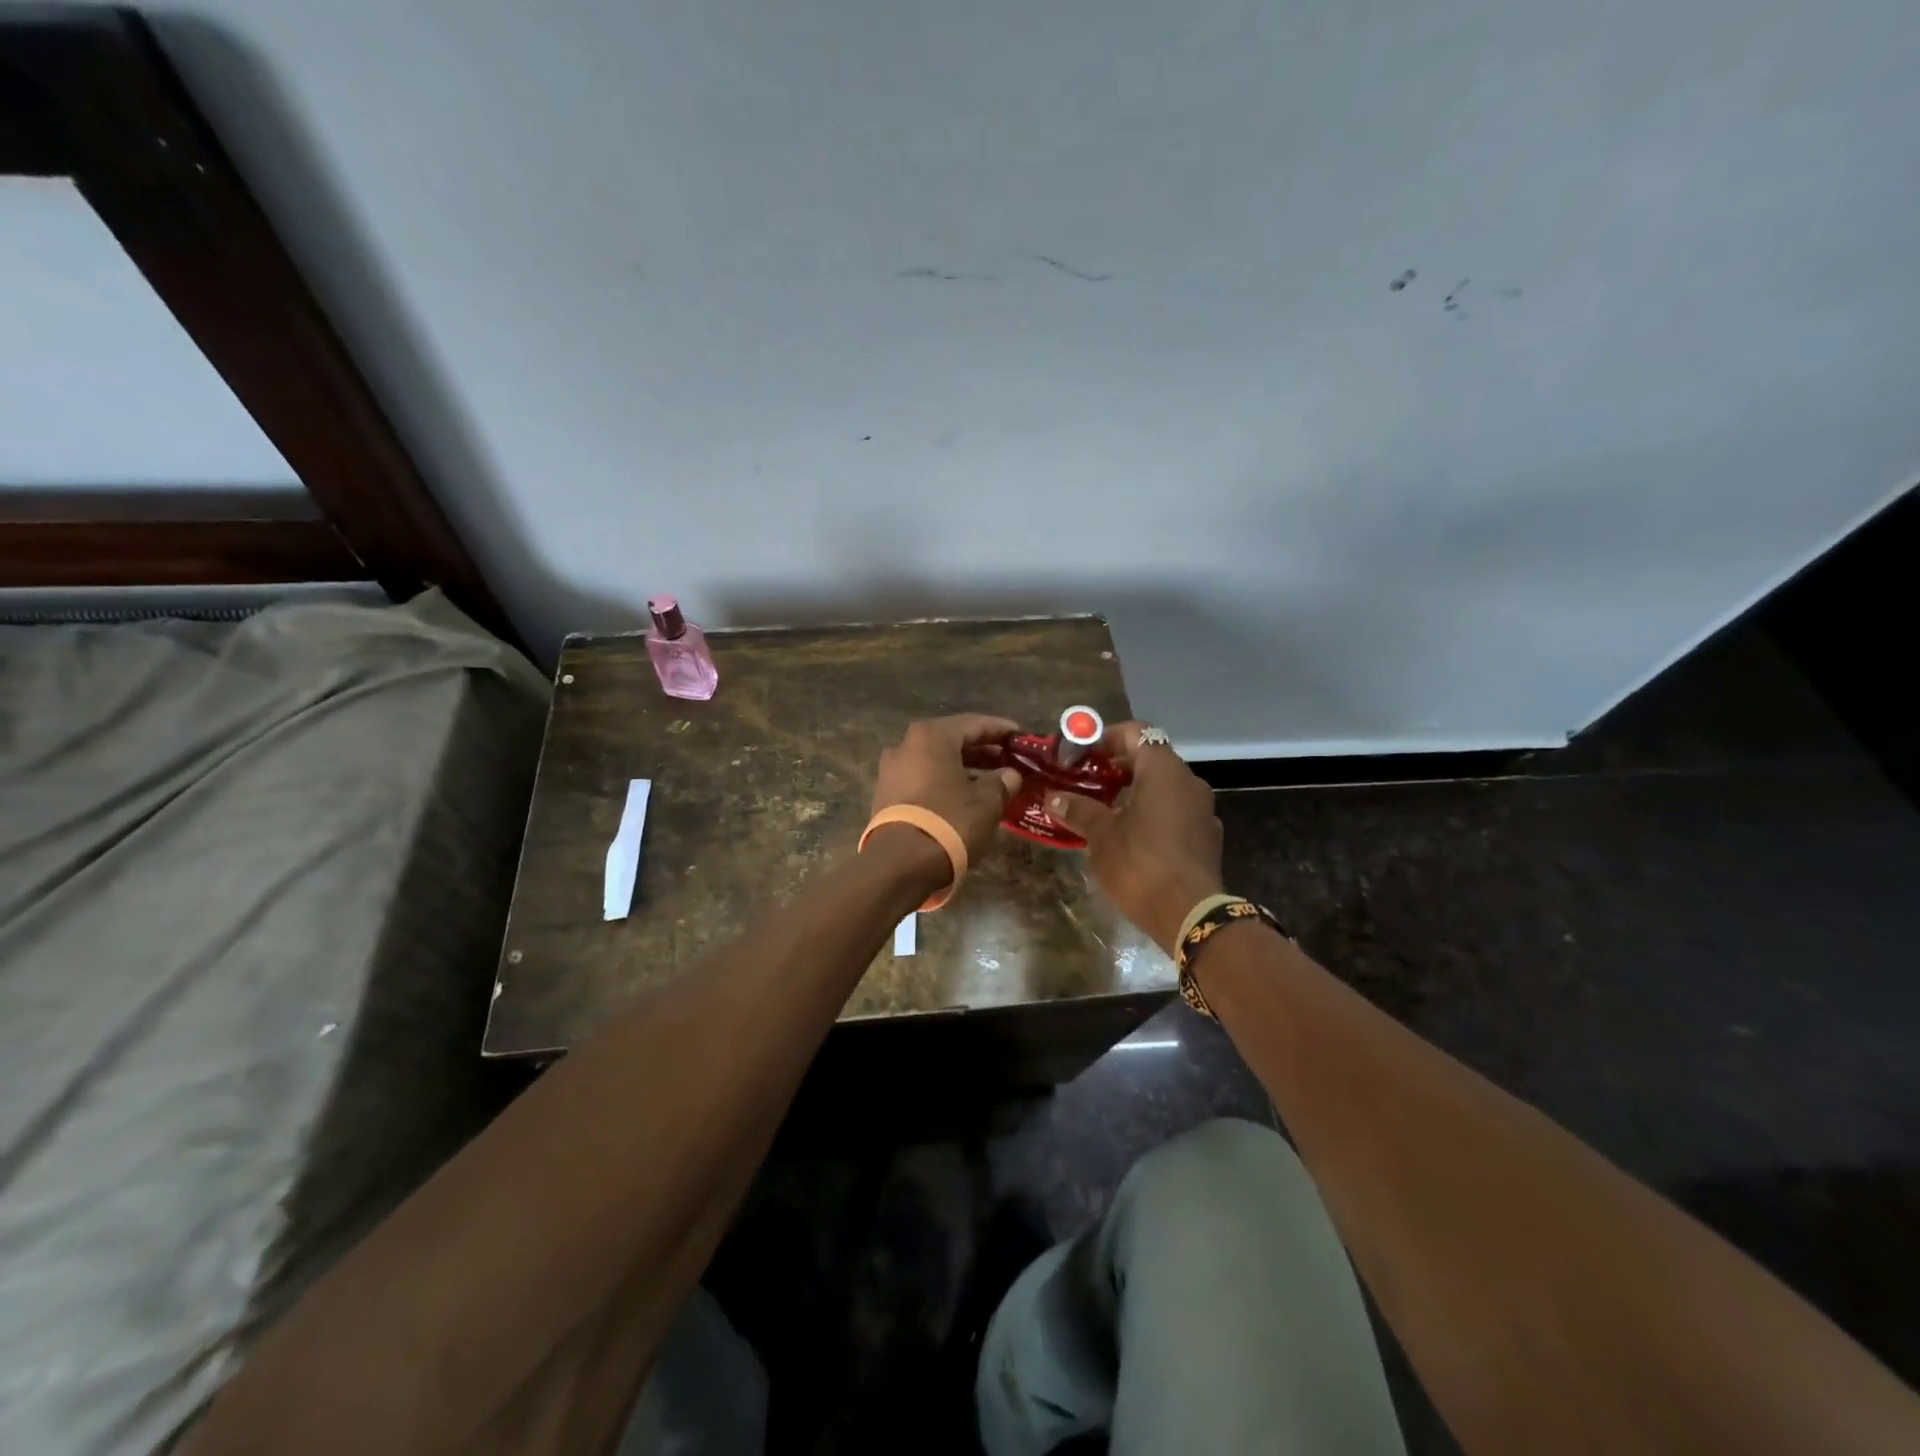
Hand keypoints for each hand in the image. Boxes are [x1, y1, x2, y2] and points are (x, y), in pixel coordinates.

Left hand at [871, 714, 1023, 866]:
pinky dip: (945, 782)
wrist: (900, 864)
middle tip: (1008, 760)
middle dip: (982, 750)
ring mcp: (891, 771)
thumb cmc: (949, 821)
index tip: (1020, 736)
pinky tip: (965, 797)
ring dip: (964, 768)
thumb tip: (1009, 775)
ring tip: (991, 781)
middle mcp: (906, 746)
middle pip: (951, 741)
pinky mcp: (886, 795)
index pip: (973, 723)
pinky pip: (923, 779)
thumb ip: (1001, 782)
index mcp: (931, 736)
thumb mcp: (986, 802)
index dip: (1000, 730)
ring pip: (936, 762)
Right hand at [1044, 723, 1224, 954]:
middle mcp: (1189, 781)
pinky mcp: (1206, 838)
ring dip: (1134, 793)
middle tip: (1085, 783)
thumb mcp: (1101, 835)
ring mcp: (1202, 810)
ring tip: (1102, 812)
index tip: (1082, 754)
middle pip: (1150, 759)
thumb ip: (1078, 810)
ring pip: (1163, 788)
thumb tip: (1053, 797)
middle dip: (1117, 768)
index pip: (1136, 732)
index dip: (1106, 737)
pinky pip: (1175, 813)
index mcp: (1163, 769)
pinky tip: (1129, 838)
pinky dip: (1152, 815)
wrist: (1190, 914)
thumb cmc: (1140, 863)